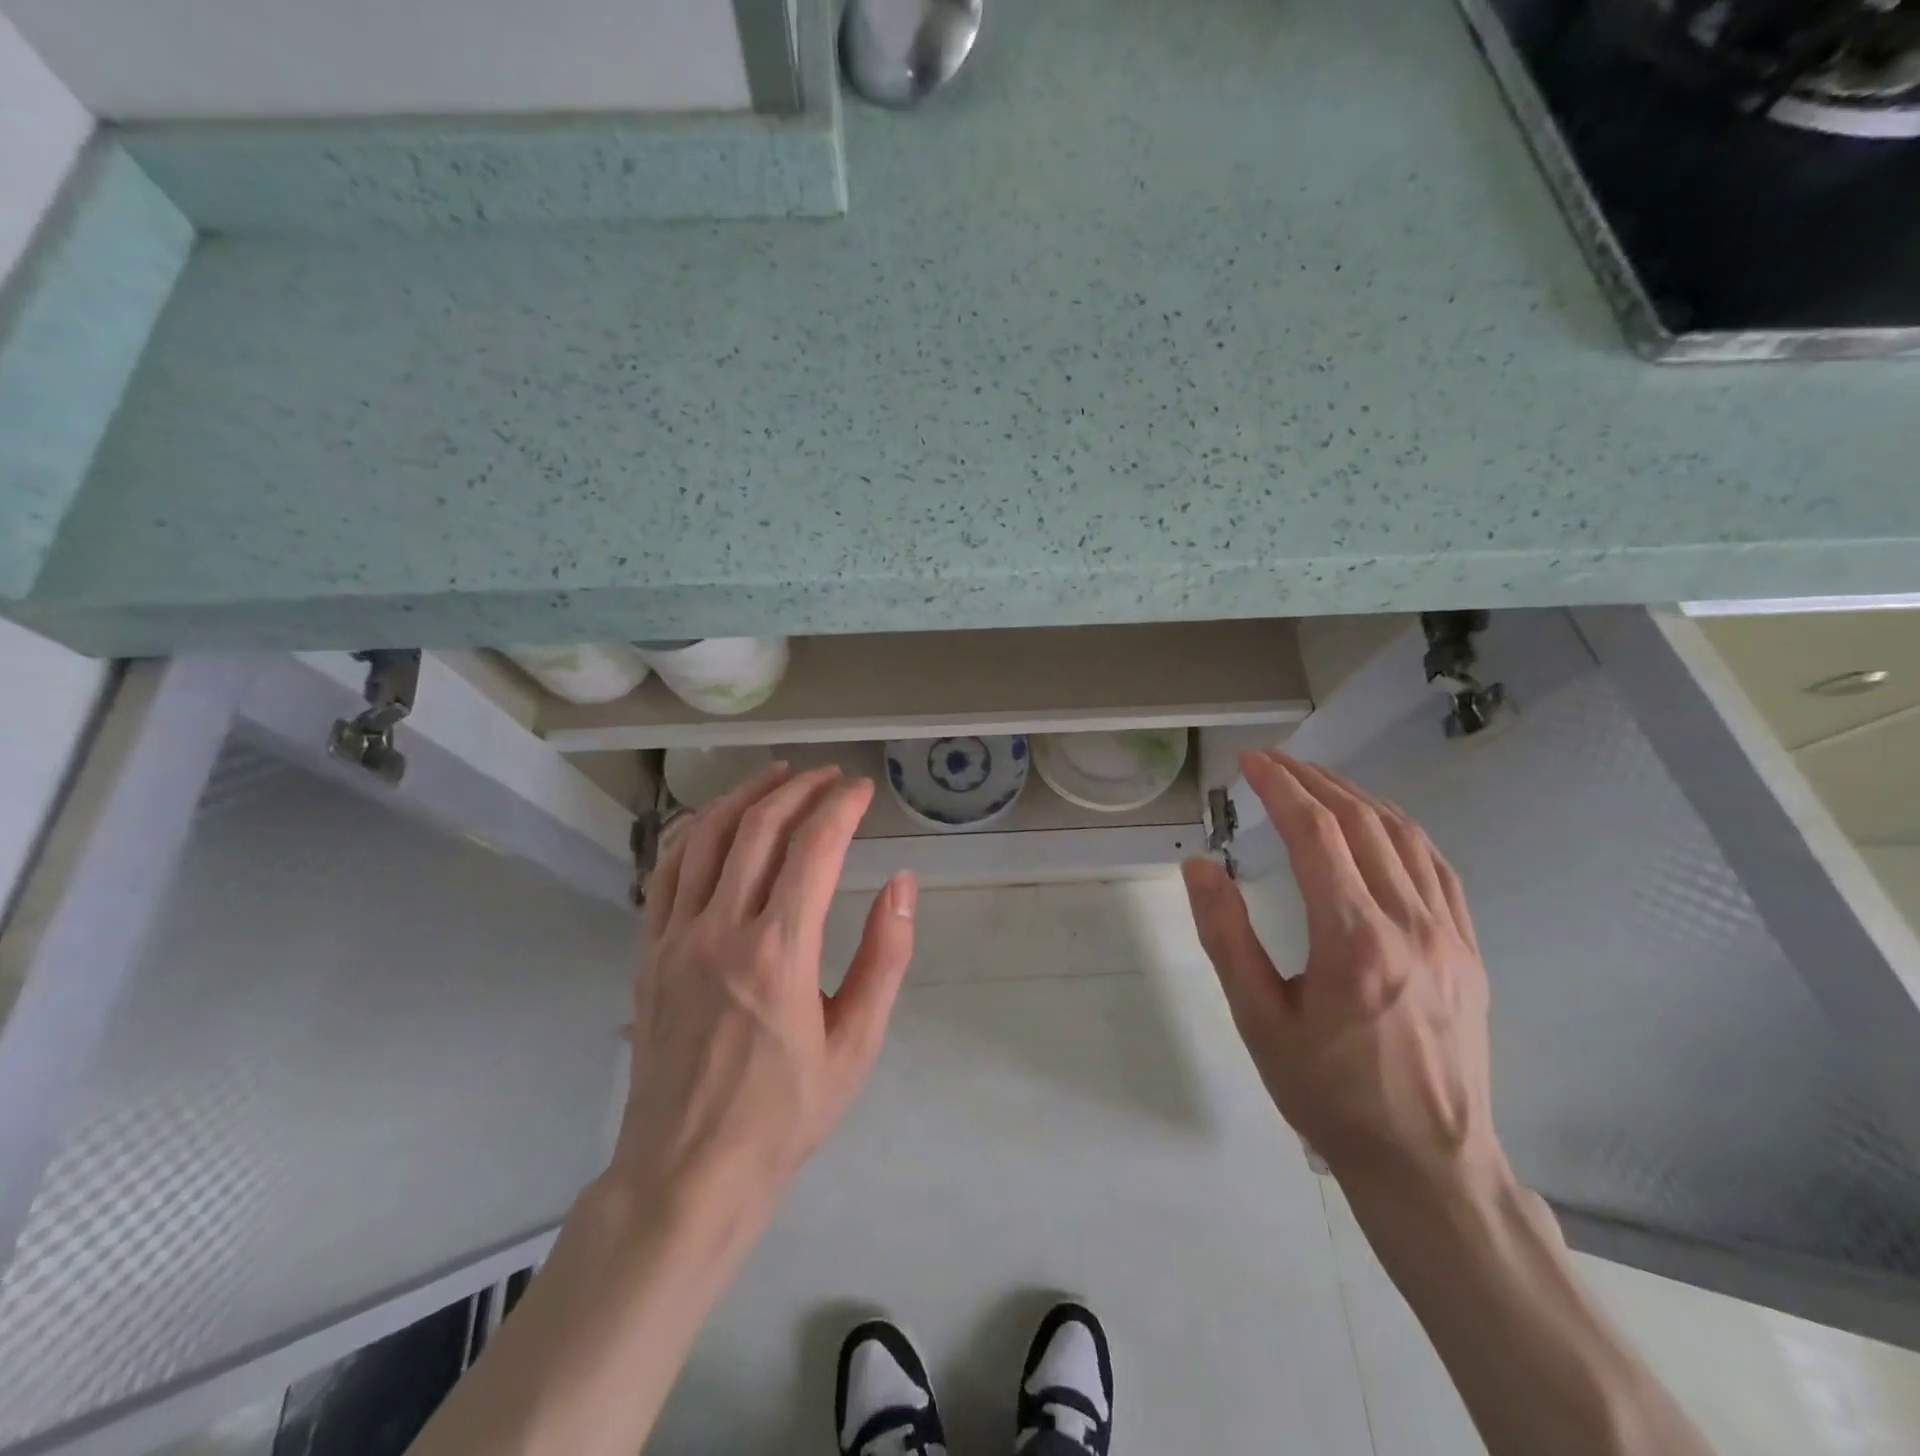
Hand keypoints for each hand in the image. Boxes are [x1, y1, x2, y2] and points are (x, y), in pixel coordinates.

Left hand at [614, 763, 915, 1221]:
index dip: (842, 806)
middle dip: (801, 788)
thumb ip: (885, 957)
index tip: (863, 789)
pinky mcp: (649, 950)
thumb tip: (902, 884)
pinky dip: (695, 830)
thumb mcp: (856, 1044)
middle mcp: (723, 928)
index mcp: (780, 952)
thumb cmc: (784, 1112)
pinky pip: (667, 870)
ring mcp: (676, 936)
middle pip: (760, 828)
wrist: (688, 1170)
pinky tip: (716, 818)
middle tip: (830, 776)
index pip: (814, 847)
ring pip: (707, 836)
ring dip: (747, 795)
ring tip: (778, 775)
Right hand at [1181, 750, 1504, 1200]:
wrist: (1427, 1164)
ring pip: (1404, 836)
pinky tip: (1377, 823)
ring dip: (1356, 796)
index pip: (1317, 834)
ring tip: (1315, 780)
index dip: (1280, 787)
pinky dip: (1400, 829)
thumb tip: (1201, 865)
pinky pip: (1436, 867)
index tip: (1250, 762)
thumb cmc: (1329, 1094)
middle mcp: (1410, 924)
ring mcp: (1449, 935)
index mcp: (1354, 941)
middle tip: (1272, 762)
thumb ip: (1226, 936)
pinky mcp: (1468, 950)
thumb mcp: (1258, 1020)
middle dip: (1313, 780)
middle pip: (1361, 823)